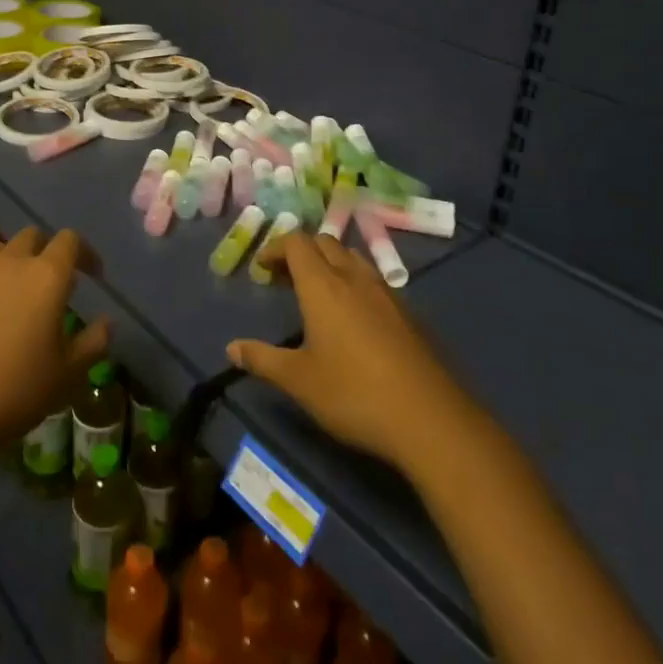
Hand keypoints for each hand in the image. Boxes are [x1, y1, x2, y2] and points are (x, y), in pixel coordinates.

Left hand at [0, 227, 109, 455]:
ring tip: (14, 296)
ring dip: (11, 265)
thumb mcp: (67, 375)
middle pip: (31, 237)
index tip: (92, 275)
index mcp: (45, 276)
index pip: (70, 241)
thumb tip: (105, 323)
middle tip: (51, 283)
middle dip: (46, 252)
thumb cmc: (14, 391)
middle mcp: (8, 264)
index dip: (84, 253)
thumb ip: (93, 343)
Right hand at [227, 233, 470, 476]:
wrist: (431, 420)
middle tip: (285, 278)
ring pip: (354, 258)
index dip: (276, 247)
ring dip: (331, 263)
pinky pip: (374, 281)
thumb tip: (231, 348)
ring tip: (318, 292)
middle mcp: (355, 278)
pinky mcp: (409, 315)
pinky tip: (354, 318)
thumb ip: (263, 360)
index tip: (262, 268)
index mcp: (323, 286)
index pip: (296, 243)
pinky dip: (355, 283)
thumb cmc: (354, 394)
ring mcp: (387, 294)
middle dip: (301, 252)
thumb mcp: (299, 381)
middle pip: (326, 243)